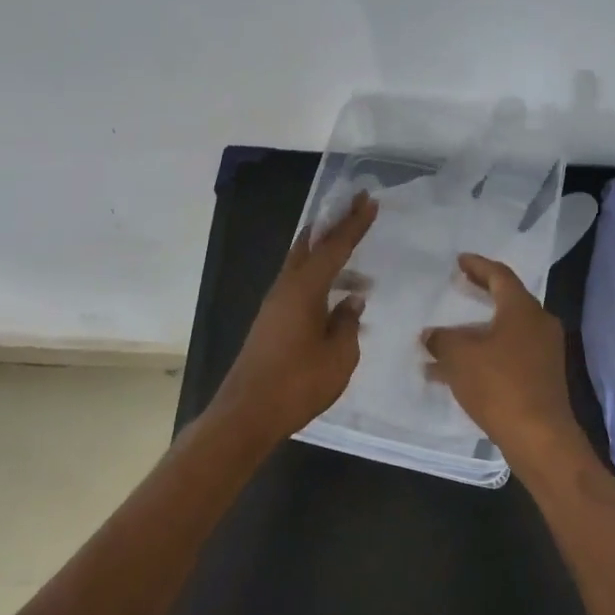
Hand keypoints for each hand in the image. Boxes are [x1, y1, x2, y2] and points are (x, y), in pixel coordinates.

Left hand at [216, 192, 376, 442]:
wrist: (246, 414)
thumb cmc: (297, 384)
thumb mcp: (339, 356)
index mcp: (304, 289)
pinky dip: (319, 278)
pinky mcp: (271, 321)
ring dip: (327, 256)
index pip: (335, 247)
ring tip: (358, 265)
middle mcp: (286, 288)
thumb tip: (351, 300)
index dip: (354, 224)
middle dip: (333, 225)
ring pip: (302, 265)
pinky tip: (336, 298)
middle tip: (354, 207)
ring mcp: (274, 304)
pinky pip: (299, 285)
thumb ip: (348, 323)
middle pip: (310, 244)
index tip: (368, 200)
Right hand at [421, 254, 588, 470]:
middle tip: (459, 285)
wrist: (539, 437)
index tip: (460, 260)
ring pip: (505, 331)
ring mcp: (543, 352)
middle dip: (480, 294)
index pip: (500, 275)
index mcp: (522, 309)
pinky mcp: (541, 377)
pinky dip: (484, 354)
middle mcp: (538, 324)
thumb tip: (430, 334)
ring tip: (447, 334)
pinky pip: (508, 354)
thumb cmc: (499, 384)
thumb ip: (442, 339)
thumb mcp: (459, 356)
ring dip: (477, 331)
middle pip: (506, 300)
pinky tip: (456, 372)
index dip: (478, 265)